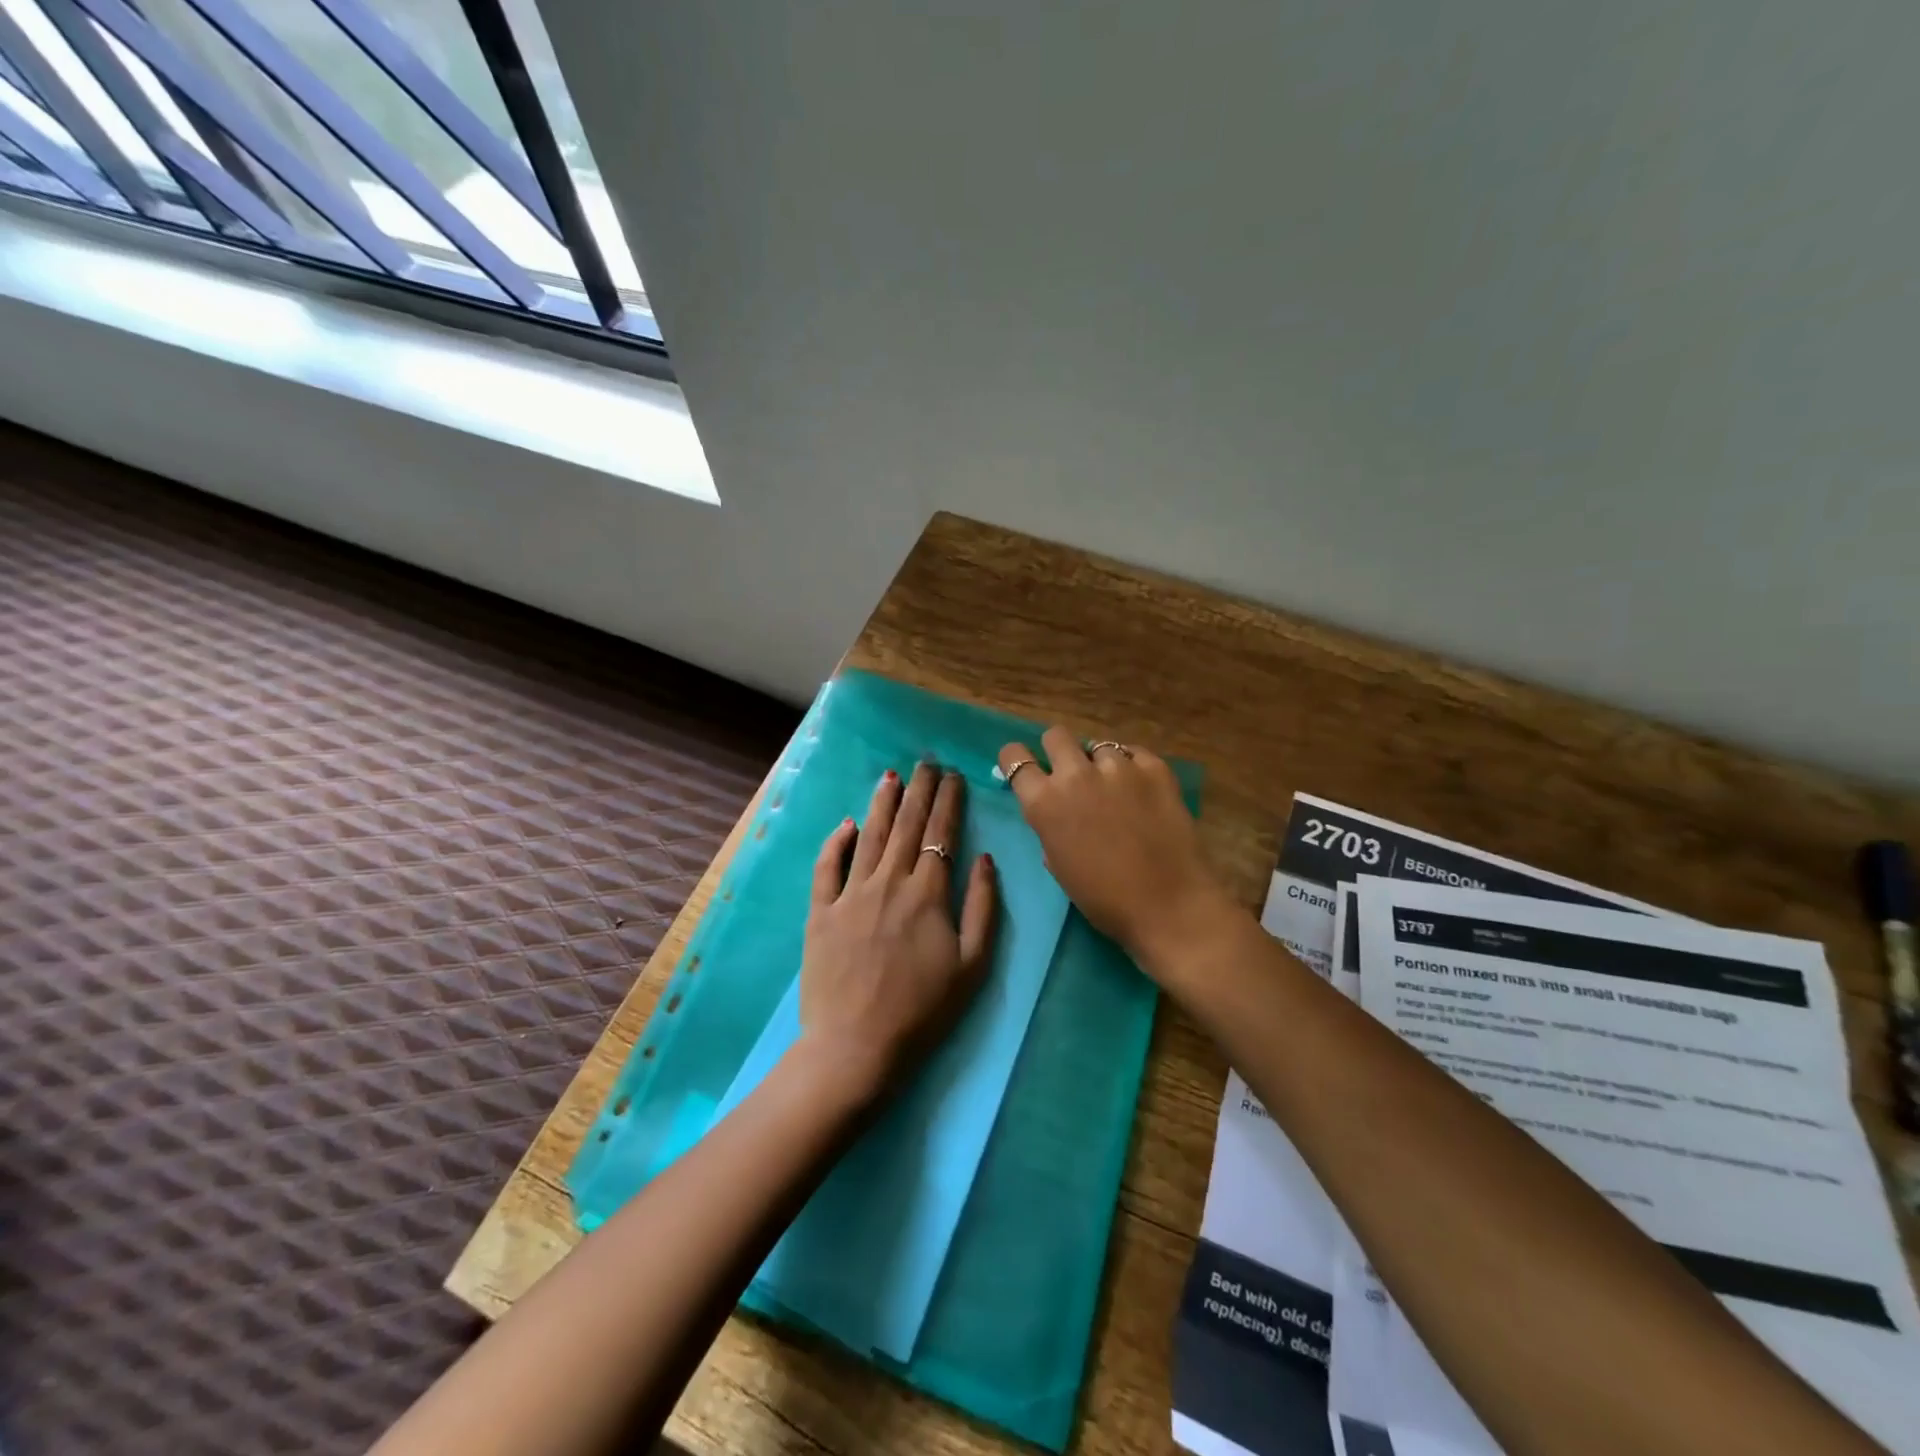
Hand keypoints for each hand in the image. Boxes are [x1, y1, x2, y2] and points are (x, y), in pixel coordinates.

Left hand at [799, 762, 997, 1094]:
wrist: (857, 1047)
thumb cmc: (923, 1012)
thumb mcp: (973, 965)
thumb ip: (982, 907)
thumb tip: (983, 859)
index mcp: (928, 894)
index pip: (940, 834)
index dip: (948, 801)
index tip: (953, 776)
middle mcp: (889, 882)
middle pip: (906, 825)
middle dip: (919, 790)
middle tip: (926, 762)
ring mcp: (851, 895)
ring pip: (869, 836)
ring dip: (882, 803)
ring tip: (892, 776)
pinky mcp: (821, 912)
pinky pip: (827, 867)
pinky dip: (836, 841)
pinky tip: (846, 822)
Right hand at [998, 729, 1232, 978]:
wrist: (1170, 907)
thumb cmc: (1104, 900)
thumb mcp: (1058, 864)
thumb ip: (1049, 826)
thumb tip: (1056, 811)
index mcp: (1044, 802)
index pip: (1014, 757)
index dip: (1017, 761)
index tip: (1027, 770)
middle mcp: (1076, 775)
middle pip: (1056, 736)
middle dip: (1058, 751)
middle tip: (1072, 775)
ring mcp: (1119, 767)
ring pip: (1098, 746)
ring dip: (1100, 764)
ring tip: (1116, 790)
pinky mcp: (1155, 769)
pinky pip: (1134, 754)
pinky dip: (1132, 767)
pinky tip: (1141, 790)